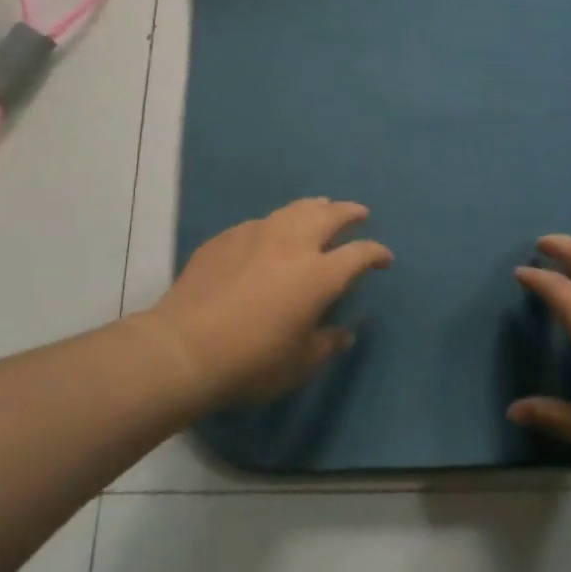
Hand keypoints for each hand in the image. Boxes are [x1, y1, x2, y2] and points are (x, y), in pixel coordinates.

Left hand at [139, 198, 391, 409]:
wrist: (185, 347)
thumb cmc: (251, 362)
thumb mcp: (299, 364)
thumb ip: (327, 343)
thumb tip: (343, 332)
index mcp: (319, 274)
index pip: (360, 254)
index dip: (377, 253)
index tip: (384, 258)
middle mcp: (293, 243)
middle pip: (330, 215)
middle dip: (350, 212)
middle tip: (359, 214)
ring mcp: (258, 234)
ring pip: (295, 208)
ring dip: (315, 207)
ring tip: (321, 209)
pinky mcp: (228, 237)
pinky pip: (261, 223)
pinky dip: (277, 224)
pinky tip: (271, 234)